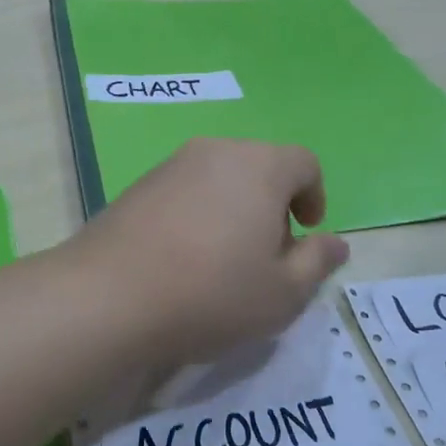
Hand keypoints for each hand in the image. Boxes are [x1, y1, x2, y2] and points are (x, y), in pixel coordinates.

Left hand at [65, 139, 349, 368]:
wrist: (110, 295)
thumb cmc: (212, 293)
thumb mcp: (283, 293)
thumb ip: (317, 262)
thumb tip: (335, 241)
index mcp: (260, 166)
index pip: (304, 162)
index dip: (314, 195)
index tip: (304, 233)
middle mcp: (216, 151)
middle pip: (260, 165)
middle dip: (273, 203)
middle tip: (266, 253)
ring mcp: (172, 164)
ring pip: (220, 176)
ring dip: (234, 207)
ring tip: (223, 259)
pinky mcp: (139, 183)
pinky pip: (186, 188)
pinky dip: (198, 212)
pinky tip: (183, 256)